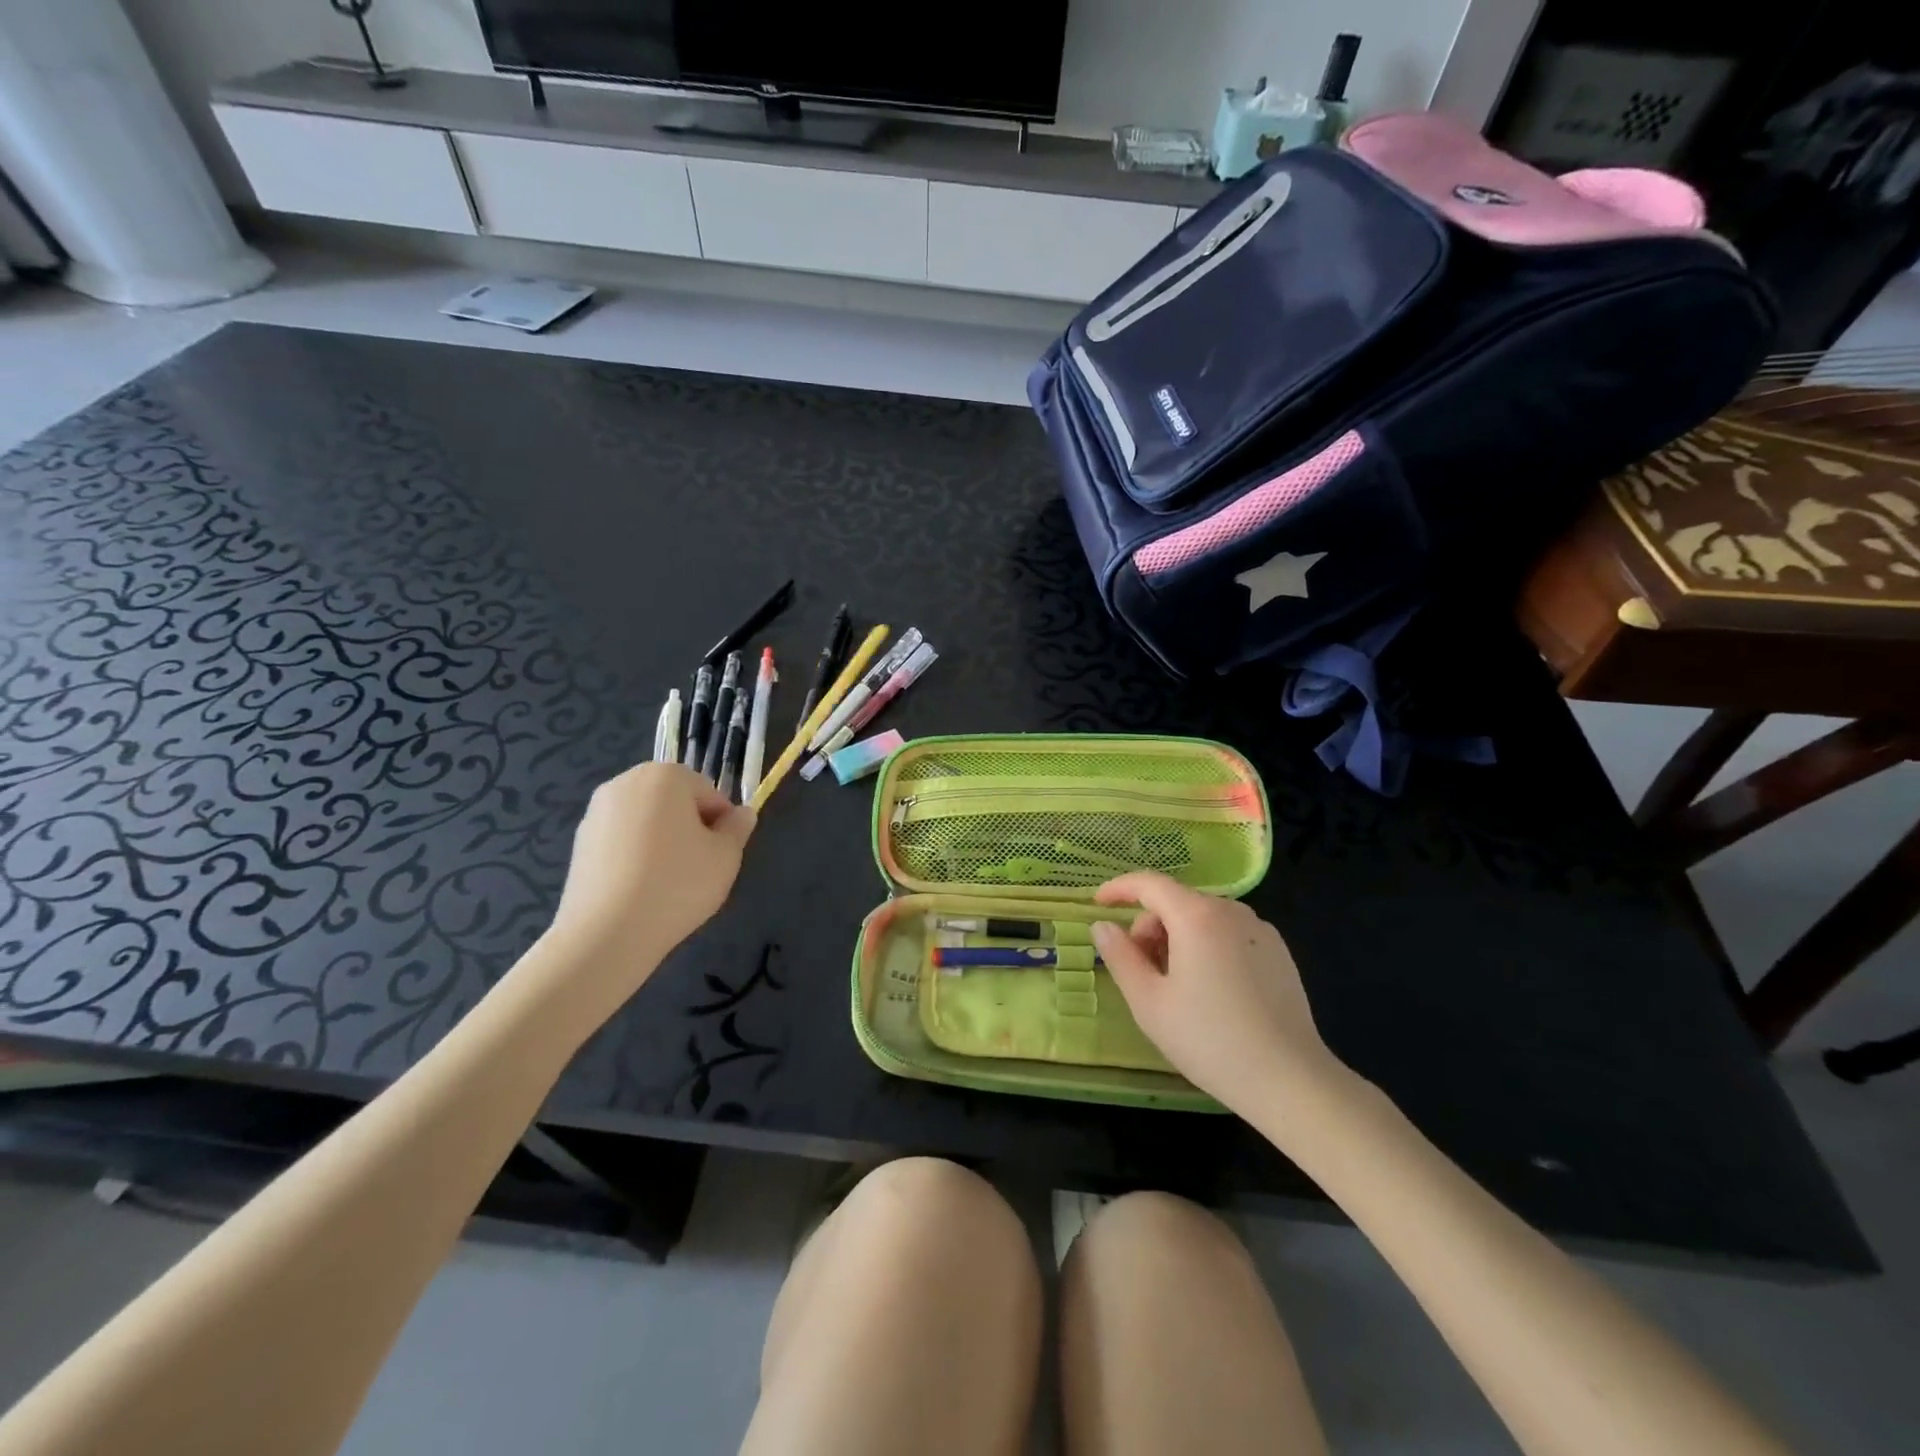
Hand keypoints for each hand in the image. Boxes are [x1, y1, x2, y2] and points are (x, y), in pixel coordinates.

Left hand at [540, 764, 754, 1008]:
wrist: (607, 934)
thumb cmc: (677, 885)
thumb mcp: (726, 857)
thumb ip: (738, 828)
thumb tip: (742, 814)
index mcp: (665, 776)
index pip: (709, 793)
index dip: (722, 824)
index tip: (720, 855)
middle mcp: (626, 782)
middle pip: (675, 801)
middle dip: (689, 827)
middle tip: (698, 867)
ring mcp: (597, 812)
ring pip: (647, 820)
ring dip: (662, 840)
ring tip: (667, 882)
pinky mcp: (579, 842)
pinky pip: (622, 840)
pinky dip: (635, 856)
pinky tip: (640, 889)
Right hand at [1091, 873, 1339, 1114]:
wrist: (1289, 1080)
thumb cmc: (1209, 1040)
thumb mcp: (1149, 1002)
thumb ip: (1120, 956)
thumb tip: (1103, 926)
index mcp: (1197, 916)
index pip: (1149, 883)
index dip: (1119, 888)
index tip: (1098, 904)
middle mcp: (1231, 911)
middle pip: (1176, 902)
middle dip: (1150, 927)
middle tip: (1141, 971)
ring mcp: (1260, 930)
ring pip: (1202, 919)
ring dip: (1177, 938)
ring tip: (1175, 987)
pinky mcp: (1279, 952)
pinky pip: (1228, 934)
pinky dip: (1207, 947)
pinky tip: (1210, 992)